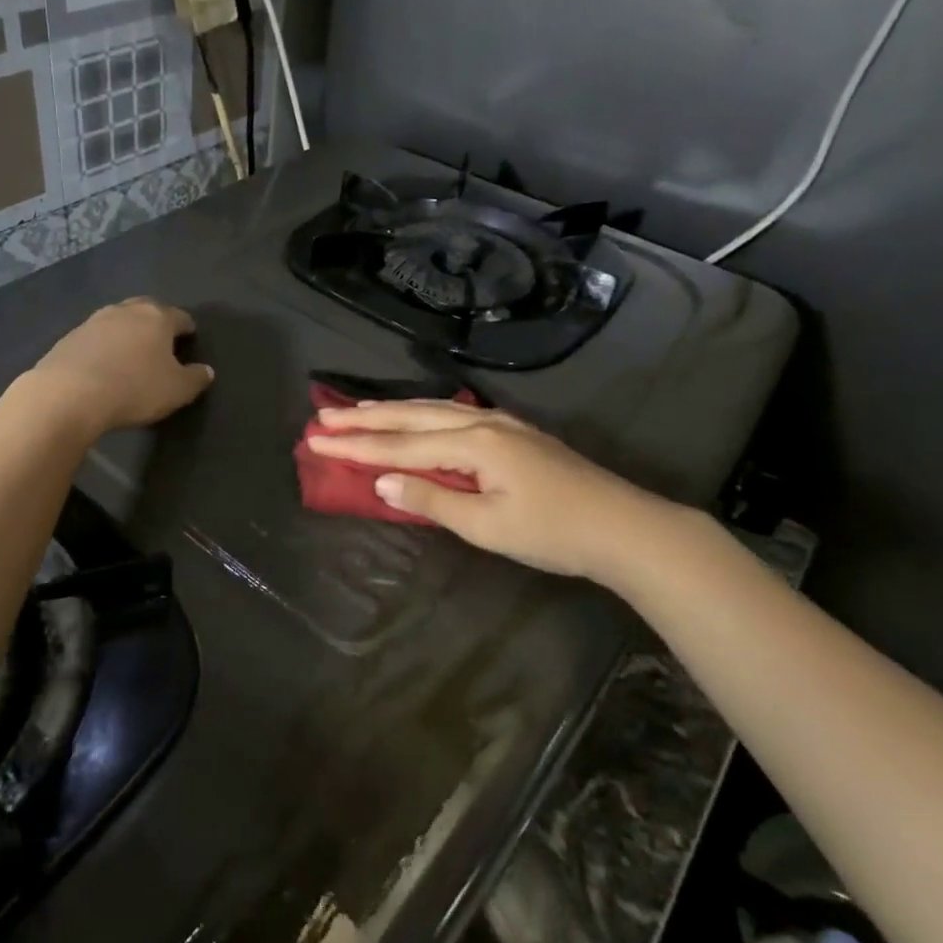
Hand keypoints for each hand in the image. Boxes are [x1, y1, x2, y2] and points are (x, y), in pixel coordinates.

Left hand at [24, 298, 213, 438]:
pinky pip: (95, 337)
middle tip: (161, 341)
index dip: (187, 328)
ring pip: (118, 320)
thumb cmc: (134, 388)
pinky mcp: (69, 337)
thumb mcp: (177, 390)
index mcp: (157, 317)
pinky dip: (104, 346)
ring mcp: (94, 321)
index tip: (190, 338)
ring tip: (131, 352)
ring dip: (127, 332)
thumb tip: (206, 370)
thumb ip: (195, 378)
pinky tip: (103, 364)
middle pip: (147, 309)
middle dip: (156, 322)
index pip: (180, 317)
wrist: (69, 394)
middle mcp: (126, 311)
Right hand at [309, 400, 688, 586]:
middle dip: (365, 418)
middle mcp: (482, 422)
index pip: (401, 445)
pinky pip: (452, 416)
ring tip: (356, 411)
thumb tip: (382, 481)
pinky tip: (413, 417)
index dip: (357, 445)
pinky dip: (420, 415)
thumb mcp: (487, 525)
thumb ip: (431, 499)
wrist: (625, 527)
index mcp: (473, 443)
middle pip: (412, 416)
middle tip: (324, 418)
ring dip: (391, 411)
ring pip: (432, 410)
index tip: (317, 439)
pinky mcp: (514, 433)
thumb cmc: (554, 532)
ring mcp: (501, 423)